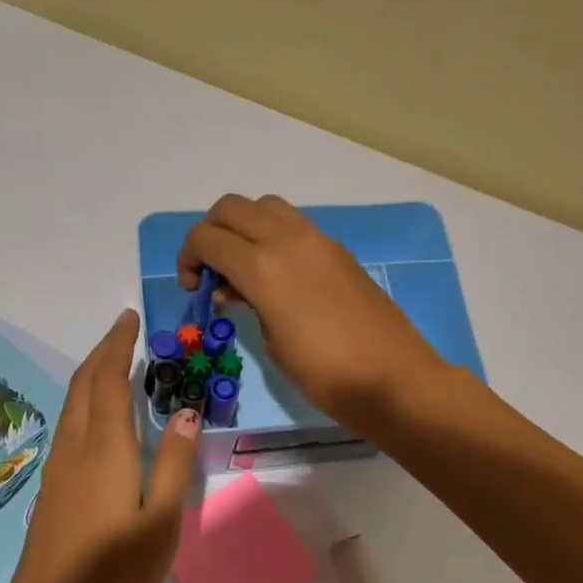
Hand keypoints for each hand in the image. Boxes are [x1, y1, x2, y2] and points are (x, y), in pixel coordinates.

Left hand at [0, 310, 199, 582]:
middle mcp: (75, 451)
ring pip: (71, 407)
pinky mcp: (51, 495)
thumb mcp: (162, 522)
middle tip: (124, 332)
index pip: (107, 380)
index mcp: (104, 450)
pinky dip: (85, 405)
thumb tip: (188, 410)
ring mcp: (57, 473)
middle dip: (101, 353)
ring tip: (116, 365)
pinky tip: (100, 421)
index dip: (117, 345)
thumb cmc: (115, 579)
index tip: (129, 318)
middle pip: (82, 386)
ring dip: (91, 377)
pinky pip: (69, 430)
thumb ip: (175, 462)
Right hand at [177, 194, 447, 433]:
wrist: (393, 377)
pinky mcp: (337, 249)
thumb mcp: (272, 343)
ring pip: (264, 206)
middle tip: (212, 271)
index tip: (194, 288)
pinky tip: (278, 274)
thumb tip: (237, 287)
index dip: (188, 258)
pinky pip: (293, 224)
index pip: (206, 237)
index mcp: (262, 266)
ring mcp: (317, 239)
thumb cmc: (325, 373)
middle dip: (210, 233)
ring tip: (245, 268)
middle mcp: (286, 239)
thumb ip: (248, 303)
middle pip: (231, 208)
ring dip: (243, 227)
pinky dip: (272, 236)